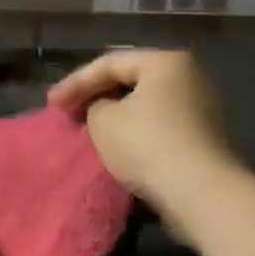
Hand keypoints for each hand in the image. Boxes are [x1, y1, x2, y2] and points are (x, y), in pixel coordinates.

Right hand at [48, 50, 235, 223]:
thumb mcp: (103, 120)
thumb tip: (105, 109)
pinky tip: (117, 145)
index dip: (76, 82)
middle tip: (69, 111)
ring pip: (146, 105)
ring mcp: (200, 108)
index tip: (51, 104)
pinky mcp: (203, 138)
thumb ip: (95, 105)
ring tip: (89, 128)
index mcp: (165, 62)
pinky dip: (135, 131)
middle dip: (97, 95)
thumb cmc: (147, 145)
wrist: (201, 194)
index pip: (110, 63)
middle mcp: (189, 77)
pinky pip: (159, 126)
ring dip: (116, 115)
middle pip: (131, 81)